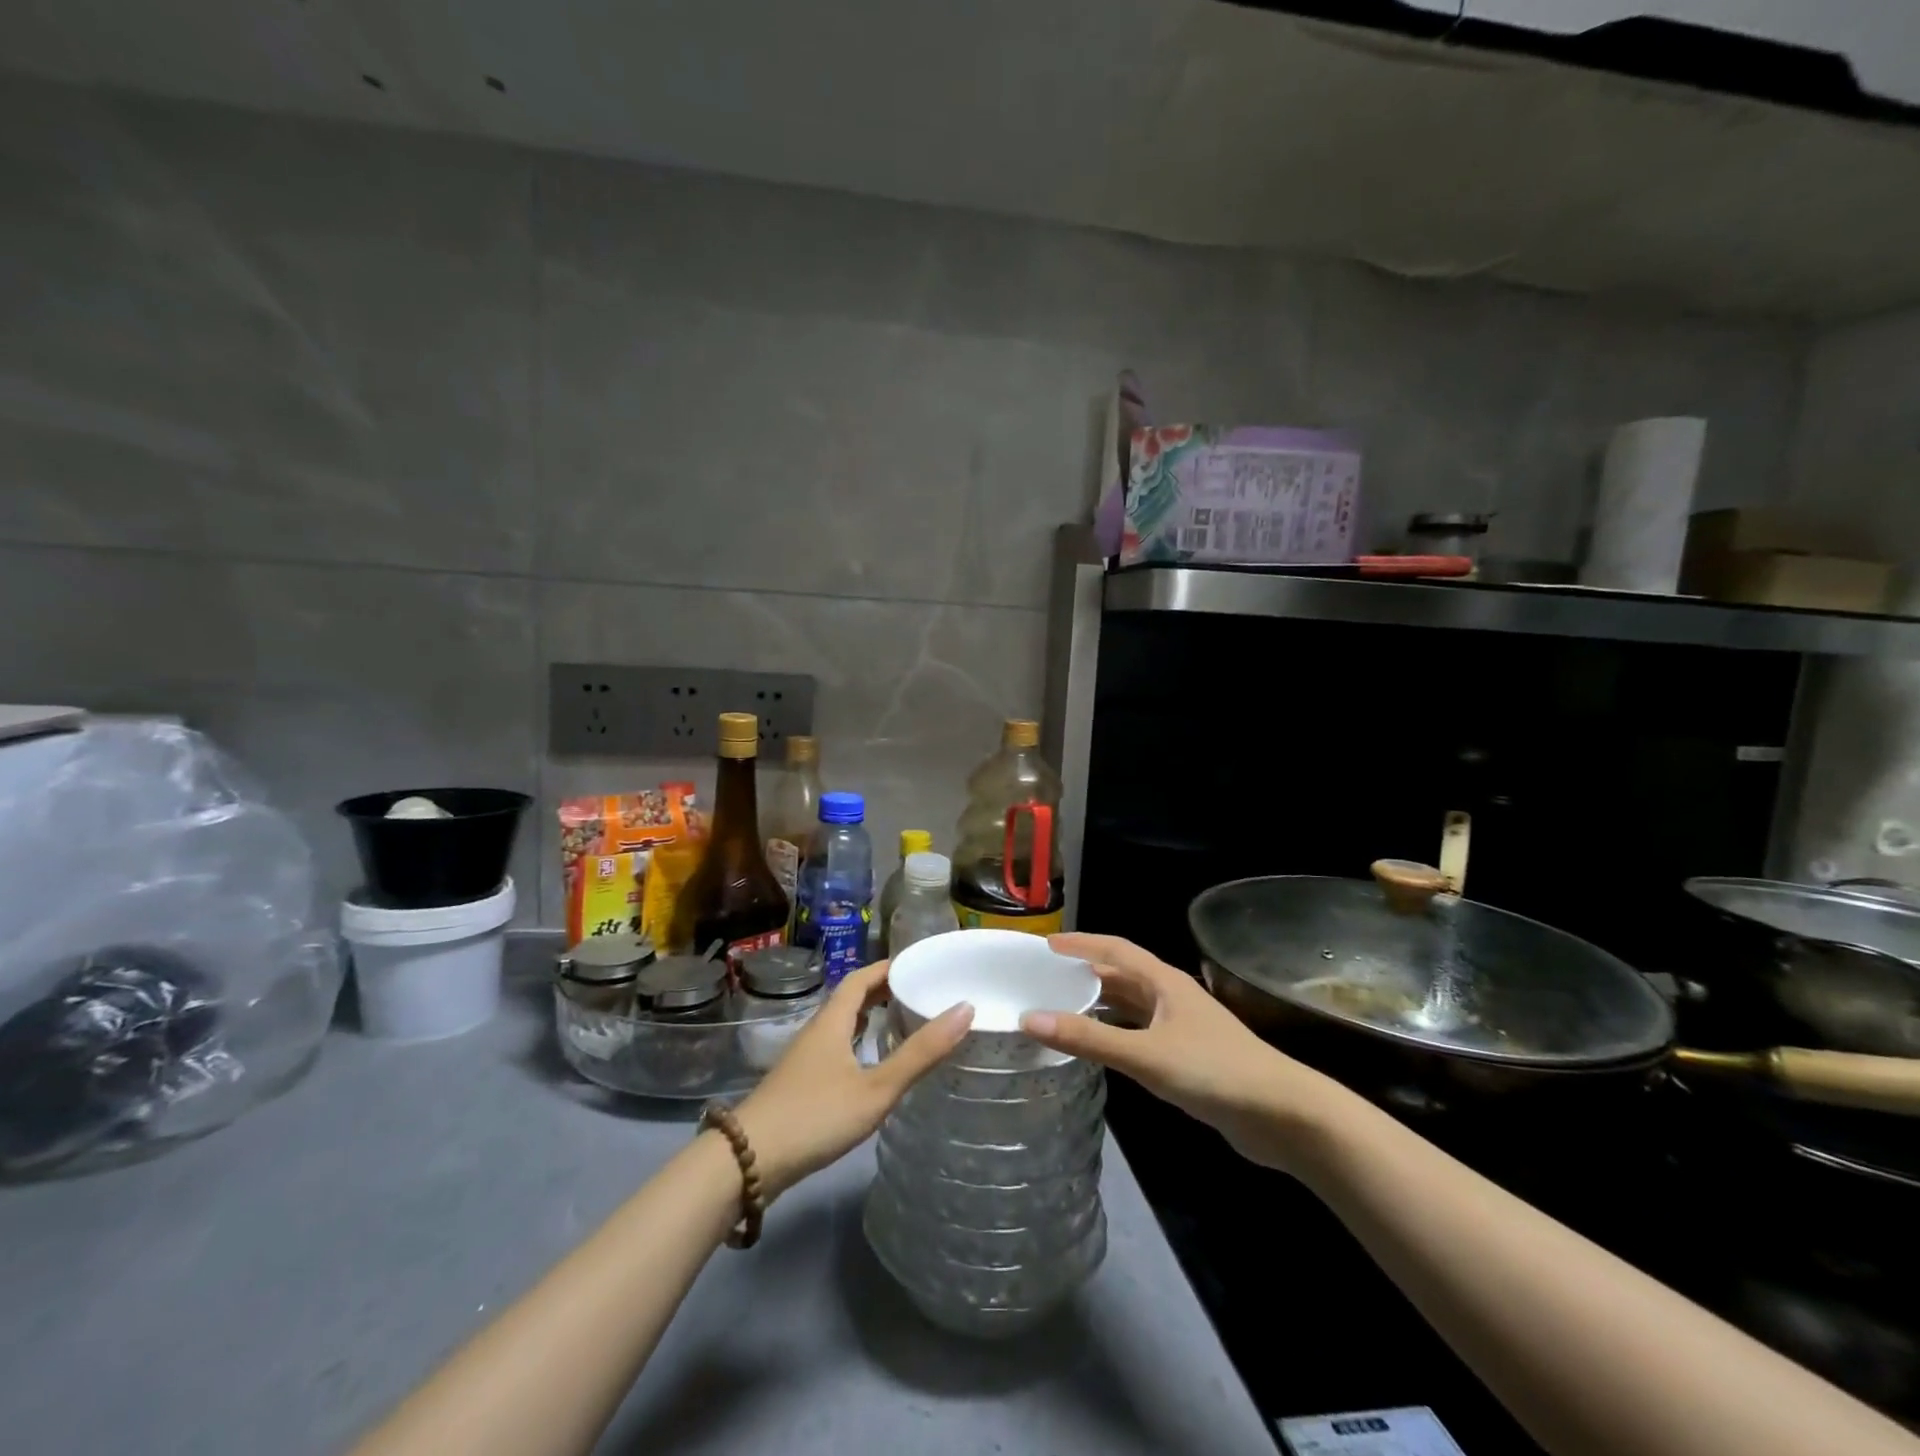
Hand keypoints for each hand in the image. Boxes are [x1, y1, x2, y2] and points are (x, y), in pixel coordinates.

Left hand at [732, 959, 972, 1198]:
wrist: (748, 1161)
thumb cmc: (816, 1116)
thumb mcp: (876, 1088)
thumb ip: (920, 1053)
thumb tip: (965, 1009)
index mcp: (833, 1020)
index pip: (861, 978)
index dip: (888, 968)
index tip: (919, 965)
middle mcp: (817, 1031)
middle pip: (850, 998)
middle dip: (883, 991)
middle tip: (919, 994)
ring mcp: (804, 1058)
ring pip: (841, 1025)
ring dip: (869, 1018)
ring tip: (902, 1023)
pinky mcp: (799, 1083)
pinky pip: (835, 1048)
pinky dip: (858, 1043)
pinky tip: (870, 1066)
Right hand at [1021, 933, 1342, 1170]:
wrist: (1282, 1115)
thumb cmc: (1214, 1071)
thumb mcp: (1146, 1054)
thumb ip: (1089, 1039)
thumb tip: (1030, 1019)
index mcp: (1164, 982)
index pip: (1115, 949)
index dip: (1082, 943)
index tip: (1047, 945)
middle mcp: (1171, 996)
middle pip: (1121, 975)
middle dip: (1085, 973)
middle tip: (1045, 979)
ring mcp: (1181, 1026)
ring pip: (1131, 1005)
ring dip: (1099, 1003)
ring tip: (1061, 1008)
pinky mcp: (1187, 1055)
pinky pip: (1140, 1032)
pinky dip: (1115, 1031)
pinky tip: (1100, 1046)